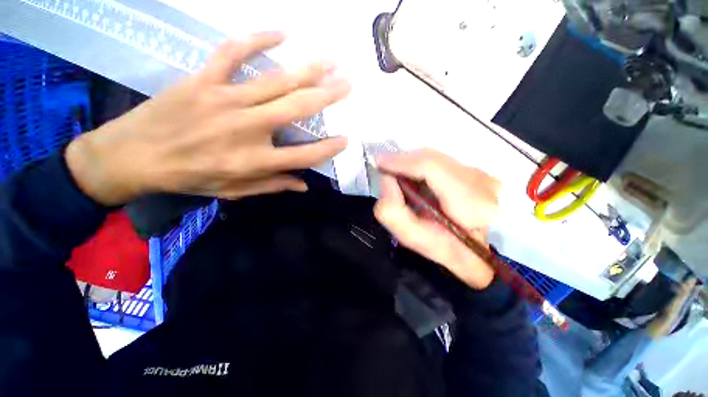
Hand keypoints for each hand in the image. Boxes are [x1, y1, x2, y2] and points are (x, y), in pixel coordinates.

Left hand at [65, 31, 350, 205]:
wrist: (133, 156)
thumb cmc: (189, 177)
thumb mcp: (235, 190)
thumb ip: (273, 185)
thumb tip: (304, 185)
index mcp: (255, 161)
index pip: (304, 156)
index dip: (328, 149)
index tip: (345, 140)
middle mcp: (247, 129)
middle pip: (296, 110)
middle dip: (327, 96)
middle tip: (347, 84)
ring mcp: (225, 100)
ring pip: (275, 81)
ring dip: (307, 69)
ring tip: (330, 60)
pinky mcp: (203, 80)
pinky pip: (233, 53)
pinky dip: (256, 40)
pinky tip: (280, 33)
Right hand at [374, 150, 499, 289]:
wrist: (471, 247)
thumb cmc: (440, 245)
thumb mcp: (410, 236)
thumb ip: (391, 210)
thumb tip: (386, 178)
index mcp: (468, 204)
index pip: (432, 168)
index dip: (402, 162)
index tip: (379, 162)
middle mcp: (481, 182)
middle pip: (431, 158)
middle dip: (403, 162)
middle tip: (384, 169)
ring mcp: (480, 174)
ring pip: (435, 157)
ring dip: (411, 163)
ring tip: (397, 174)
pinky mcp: (475, 170)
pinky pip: (440, 160)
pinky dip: (421, 165)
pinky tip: (414, 177)